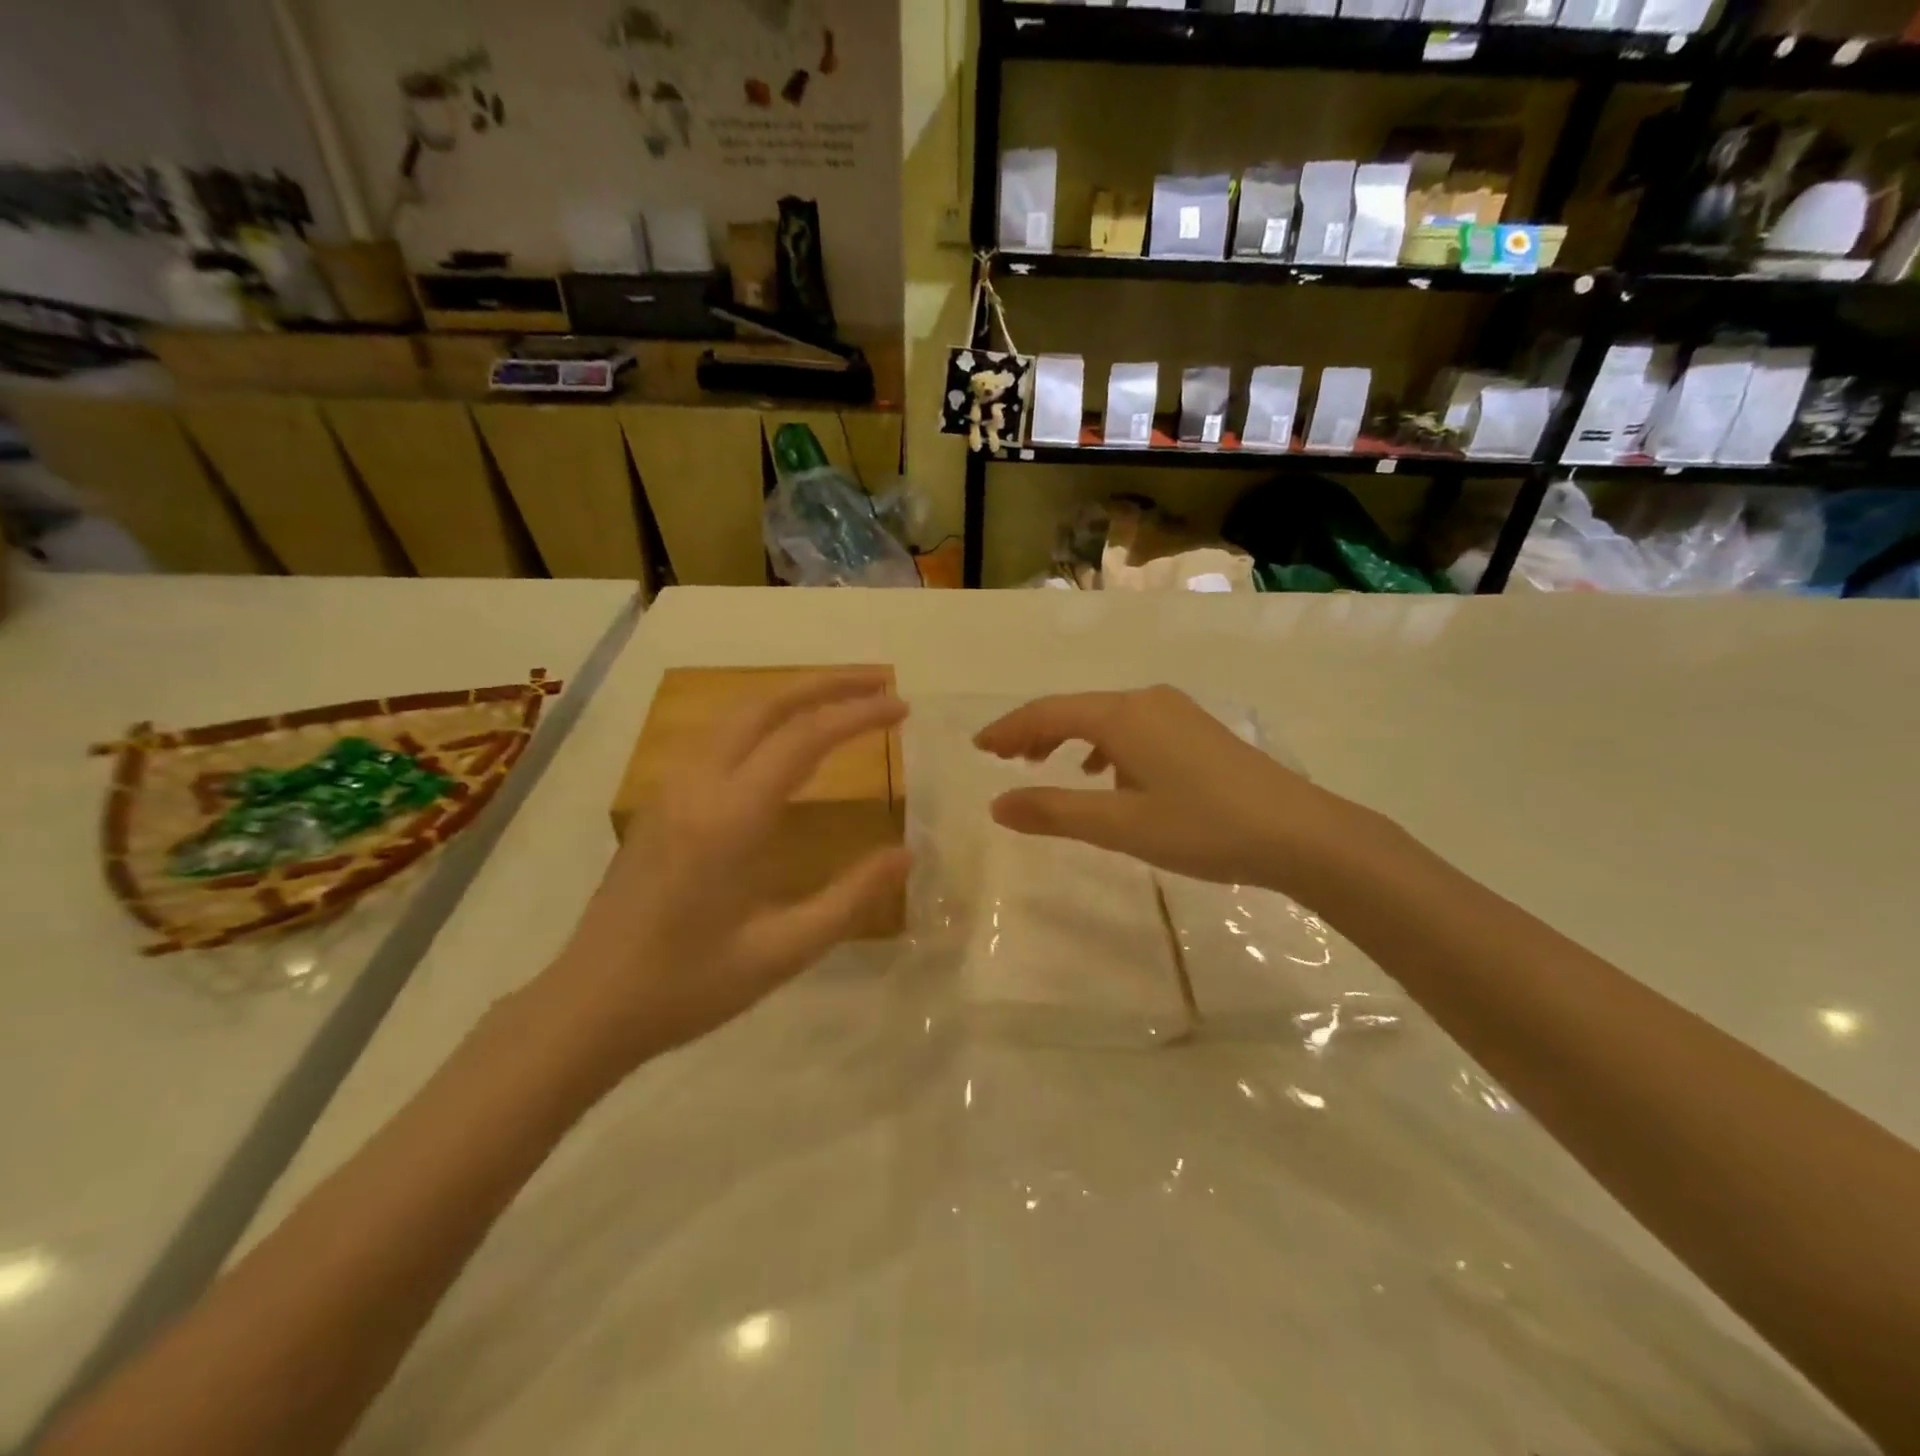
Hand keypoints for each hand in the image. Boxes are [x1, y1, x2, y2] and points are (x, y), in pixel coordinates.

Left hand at [539, 672, 910, 1078]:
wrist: (588, 1006)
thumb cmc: (687, 987)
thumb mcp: (781, 953)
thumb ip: (850, 899)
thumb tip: (905, 854)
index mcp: (728, 819)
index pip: (803, 739)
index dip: (857, 715)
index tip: (901, 707)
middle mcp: (696, 786)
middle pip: (765, 705)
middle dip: (826, 684)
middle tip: (878, 682)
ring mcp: (669, 789)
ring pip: (735, 714)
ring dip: (792, 696)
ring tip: (840, 699)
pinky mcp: (658, 802)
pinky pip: (716, 736)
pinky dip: (763, 719)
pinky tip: (783, 739)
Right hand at [973, 686, 1354, 892]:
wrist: (1301, 834)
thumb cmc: (1203, 827)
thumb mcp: (1120, 826)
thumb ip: (1054, 812)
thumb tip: (997, 805)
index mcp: (1123, 716)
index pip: (1048, 712)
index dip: (1009, 729)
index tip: (979, 748)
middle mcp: (1147, 701)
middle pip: (1076, 709)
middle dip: (1035, 731)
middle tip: (1004, 758)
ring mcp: (1177, 712)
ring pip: (1106, 718)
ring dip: (1069, 737)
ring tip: (1047, 765)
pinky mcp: (1197, 731)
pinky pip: (1134, 728)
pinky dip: (1105, 745)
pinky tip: (1109, 774)